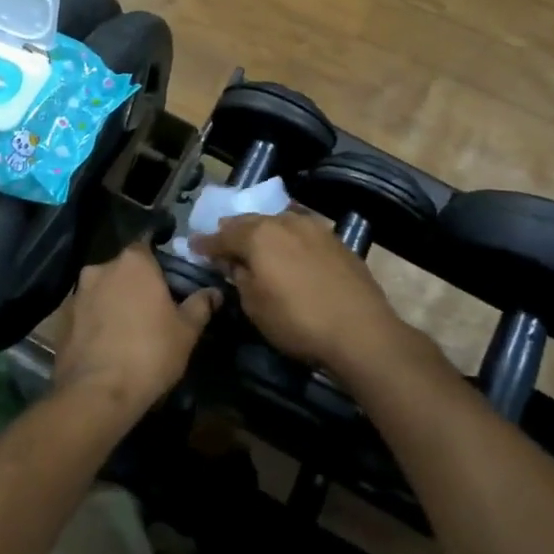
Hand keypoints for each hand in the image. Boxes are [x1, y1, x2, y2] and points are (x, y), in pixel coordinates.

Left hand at [54, 243, 216, 415]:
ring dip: (113, 303)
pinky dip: (95, 323)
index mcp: (133, 262)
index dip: (158, 263)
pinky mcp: (61, 320)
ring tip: (128, 331)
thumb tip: (214, 292)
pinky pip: (85, 314)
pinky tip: (106, 346)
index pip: (147, 246)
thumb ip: (200, 305)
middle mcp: (100, 268)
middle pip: (122, 270)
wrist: (97, 393)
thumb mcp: (187, 331)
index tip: (168, 282)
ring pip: (101, 291)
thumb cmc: (150, 352)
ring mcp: (76, 294)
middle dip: (134, 284)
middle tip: (151, 310)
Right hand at [195, 210, 409, 374]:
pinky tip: (289, 251)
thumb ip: (239, 277)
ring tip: (256, 243)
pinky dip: (288, 238)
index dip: (205, 243)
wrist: (360, 331)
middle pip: (250, 222)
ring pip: (279, 222)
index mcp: (258, 235)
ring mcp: (314, 228)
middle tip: (222, 241)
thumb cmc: (297, 321)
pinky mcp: (336, 241)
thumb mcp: (255, 306)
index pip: (222, 236)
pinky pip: (301, 232)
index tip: (193, 246)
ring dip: (263, 231)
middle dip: (233, 231)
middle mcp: (285, 222)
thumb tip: (234, 263)